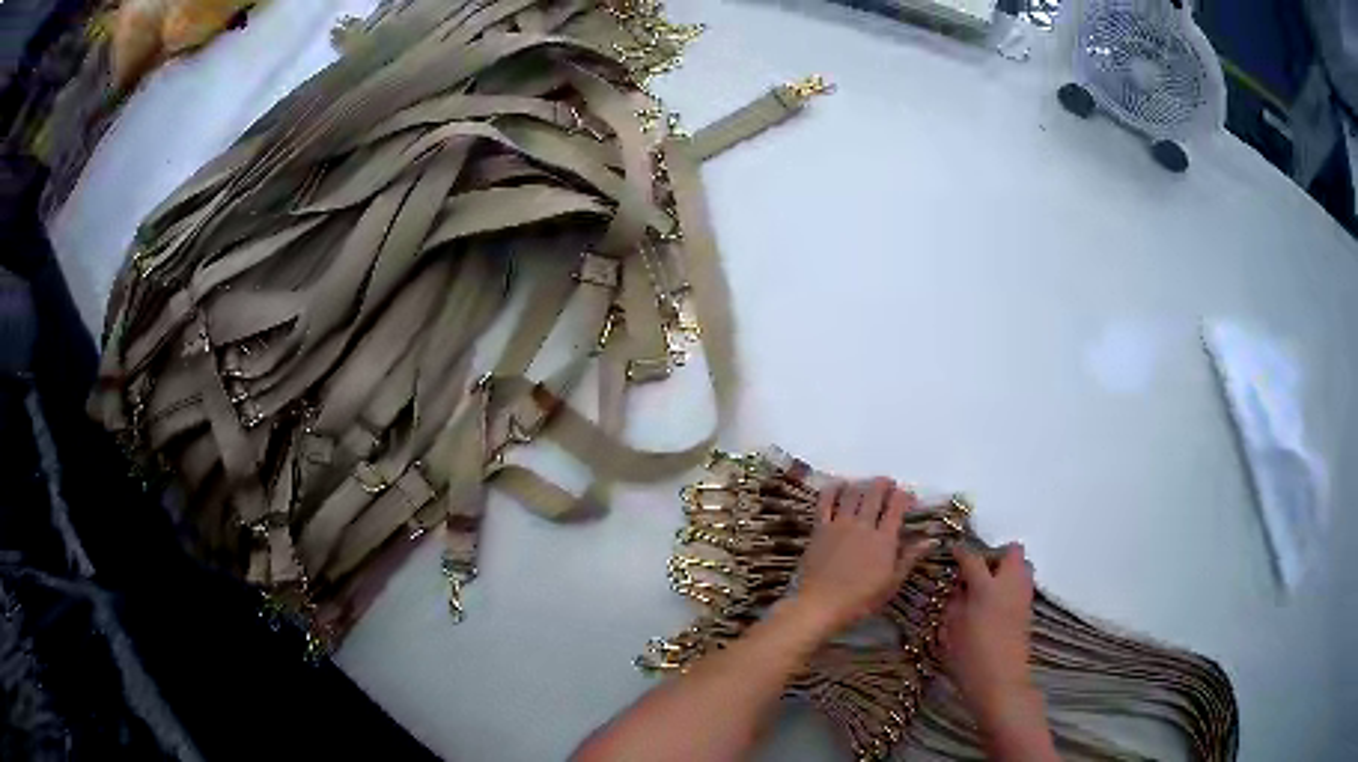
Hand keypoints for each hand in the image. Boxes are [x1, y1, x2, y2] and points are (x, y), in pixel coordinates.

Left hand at [788, 478, 933, 637]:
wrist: (820, 605)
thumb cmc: (861, 600)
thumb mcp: (892, 583)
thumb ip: (910, 557)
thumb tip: (932, 539)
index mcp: (884, 539)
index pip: (897, 505)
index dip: (905, 496)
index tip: (909, 499)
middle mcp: (863, 525)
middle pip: (875, 493)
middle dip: (885, 484)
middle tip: (889, 485)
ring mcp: (839, 524)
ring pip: (852, 493)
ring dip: (863, 484)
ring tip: (868, 486)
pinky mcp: (820, 529)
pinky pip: (825, 501)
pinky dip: (833, 489)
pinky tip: (840, 484)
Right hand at [941, 543, 1039, 726]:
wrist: (1001, 682)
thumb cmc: (970, 658)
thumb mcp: (951, 630)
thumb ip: (954, 603)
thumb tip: (958, 588)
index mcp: (986, 587)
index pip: (973, 558)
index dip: (961, 552)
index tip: (953, 551)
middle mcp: (1009, 585)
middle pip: (1012, 552)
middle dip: (996, 555)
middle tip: (979, 571)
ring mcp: (1023, 596)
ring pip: (1024, 566)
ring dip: (1008, 569)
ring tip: (990, 587)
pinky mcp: (1029, 610)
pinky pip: (1024, 585)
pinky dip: (1012, 586)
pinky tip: (997, 604)